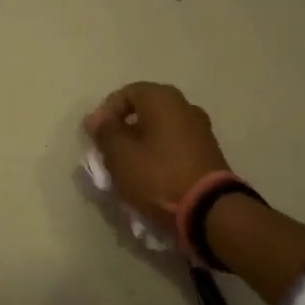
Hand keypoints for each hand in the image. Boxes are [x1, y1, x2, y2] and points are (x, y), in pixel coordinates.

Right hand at [83, 82, 231, 229]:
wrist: (210, 211)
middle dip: (123, 130)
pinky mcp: (208, 153)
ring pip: (159, 130)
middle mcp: (185, 106)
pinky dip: (158, 156)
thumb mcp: (120, 154)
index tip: (94, 137)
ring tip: (127, 168)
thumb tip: (97, 119)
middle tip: (108, 152)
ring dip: (140, 144)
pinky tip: (150, 177)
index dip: (105, 113)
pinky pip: (174, 146)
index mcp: (163, 98)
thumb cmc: (158, 176)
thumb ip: (105, 131)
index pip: (126, 93)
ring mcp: (200, 130)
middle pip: (144, 111)